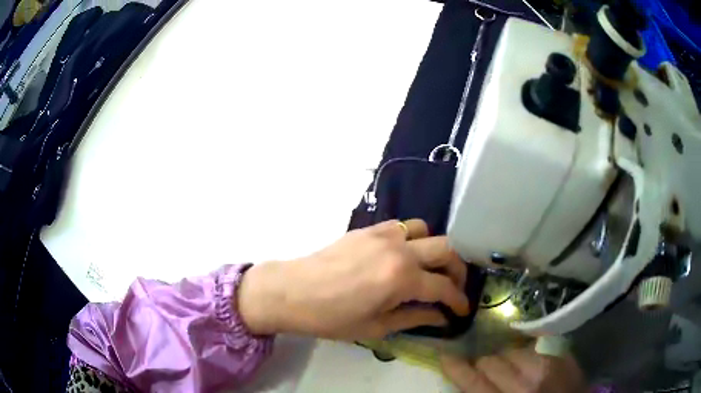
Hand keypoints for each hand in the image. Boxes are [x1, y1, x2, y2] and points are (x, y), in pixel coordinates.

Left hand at [238, 219, 469, 339]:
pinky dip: (414, 239)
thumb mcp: (376, 327)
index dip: (459, 300)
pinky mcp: (369, 229)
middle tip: (455, 287)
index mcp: (402, 278)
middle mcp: (399, 249)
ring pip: (427, 230)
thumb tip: (441, 316)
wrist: (292, 291)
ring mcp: (384, 234)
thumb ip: (414, 318)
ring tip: (430, 270)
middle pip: (446, 249)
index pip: (444, 287)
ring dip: (436, 250)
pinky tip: (404, 257)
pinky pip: (403, 226)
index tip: (463, 310)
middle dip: (458, 270)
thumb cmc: (332, 317)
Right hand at [441, 348, 586, 392]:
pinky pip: (533, 344)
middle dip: (484, 364)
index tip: (446, 355)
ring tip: (510, 366)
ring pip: (510, 349)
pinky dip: (524, 351)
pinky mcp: (562, 353)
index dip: (456, 367)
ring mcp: (548, 364)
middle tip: (485, 370)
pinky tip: (527, 359)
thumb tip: (469, 381)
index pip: (474, 382)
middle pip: (491, 360)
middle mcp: (527, 382)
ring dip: (505, 357)